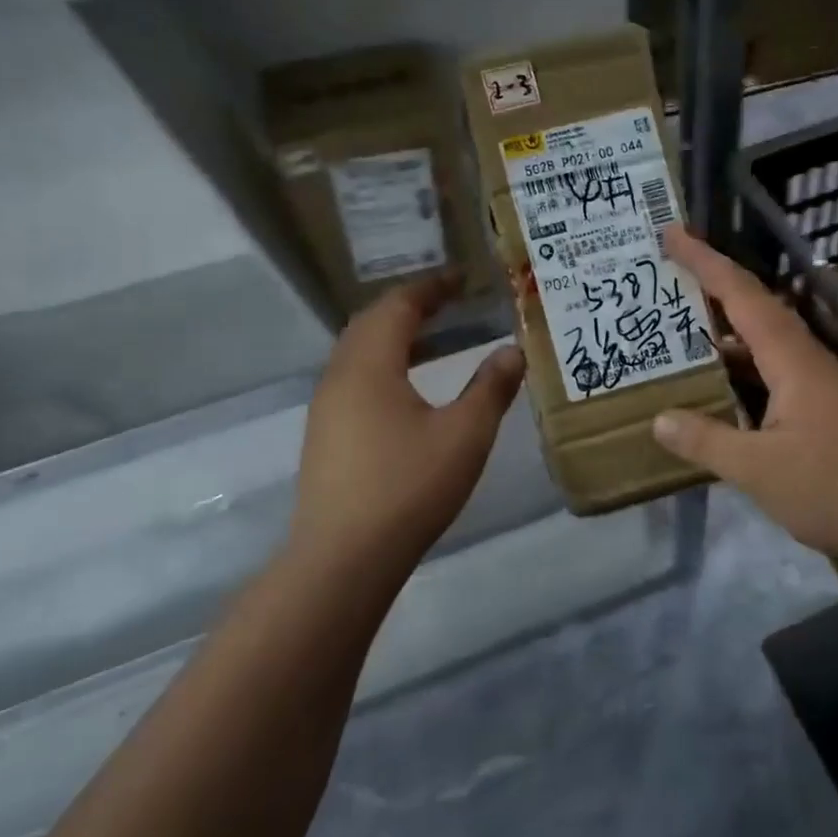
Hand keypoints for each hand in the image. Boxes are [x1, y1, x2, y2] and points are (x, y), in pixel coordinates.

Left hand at [290, 276, 524, 572]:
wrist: (343, 558)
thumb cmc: (409, 487)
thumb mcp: (465, 435)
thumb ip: (491, 388)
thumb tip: (512, 350)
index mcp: (370, 366)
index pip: (398, 306)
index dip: (431, 287)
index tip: (462, 278)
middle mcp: (339, 377)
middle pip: (371, 323)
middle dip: (410, 306)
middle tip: (448, 301)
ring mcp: (326, 409)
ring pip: (358, 352)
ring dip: (394, 336)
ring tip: (434, 338)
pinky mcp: (325, 436)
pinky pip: (354, 379)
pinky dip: (383, 364)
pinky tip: (408, 389)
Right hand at [650, 227, 837, 568]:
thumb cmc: (833, 486)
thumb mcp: (757, 468)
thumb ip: (706, 440)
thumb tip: (659, 420)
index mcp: (792, 359)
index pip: (742, 296)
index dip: (705, 263)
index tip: (672, 234)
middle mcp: (807, 360)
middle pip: (756, 308)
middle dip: (714, 284)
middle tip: (671, 272)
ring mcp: (820, 384)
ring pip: (767, 341)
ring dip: (728, 328)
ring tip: (685, 325)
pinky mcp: (826, 409)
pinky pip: (775, 369)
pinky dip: (743, 365)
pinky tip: (724, 385)